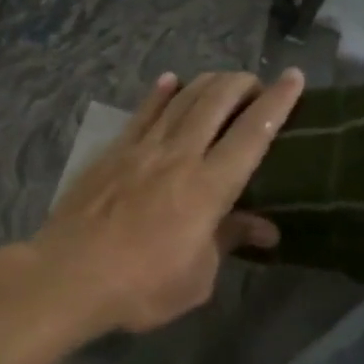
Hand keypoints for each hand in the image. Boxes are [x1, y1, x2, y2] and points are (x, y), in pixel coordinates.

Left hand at [26, 68, 305, 335]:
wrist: (69, 273)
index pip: (253, 133)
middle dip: (242, 84)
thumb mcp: (197, 277)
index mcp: (209, 187)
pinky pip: (143, 112)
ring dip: (207, 83)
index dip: (277, 102)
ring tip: (223, 80)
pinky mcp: (114, 150)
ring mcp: (143, 147)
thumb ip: (228, 240)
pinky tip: (170, 80)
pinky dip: (160, 93)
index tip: (294, 77)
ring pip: (182, 99)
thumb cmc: (141, 286)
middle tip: (256, 84)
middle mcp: (179, 155)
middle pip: (216, 102)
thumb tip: (266, 227)